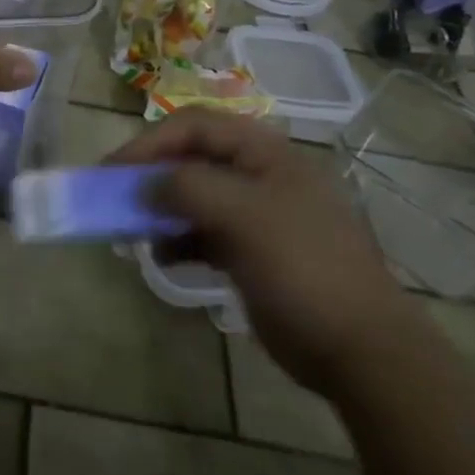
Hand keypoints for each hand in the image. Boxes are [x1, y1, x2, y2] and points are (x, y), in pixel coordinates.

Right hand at [110, 110, 417, 396]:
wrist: (361, 348)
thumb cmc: (302, 267)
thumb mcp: (243, 216)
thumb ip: (187, 188)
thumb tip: (142, 185)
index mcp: (265, 153)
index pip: (195, 125)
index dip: (150, 141)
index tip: (113, 170)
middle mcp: (259, 176)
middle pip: (192, 159)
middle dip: (151, 174)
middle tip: (114, 195)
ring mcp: (258, 216)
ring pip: (195, 197)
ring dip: (161, 209)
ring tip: (133, 230)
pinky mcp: (253, 252)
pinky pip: (204, 233)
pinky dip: (179, 241)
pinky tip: (163, 257)